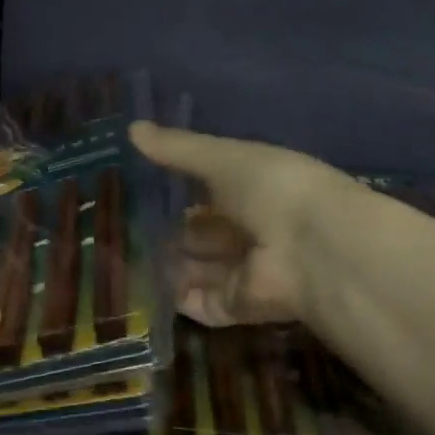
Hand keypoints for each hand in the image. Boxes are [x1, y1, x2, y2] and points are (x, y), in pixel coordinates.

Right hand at [131, 121, 333, 327]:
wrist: (313, 247)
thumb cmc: (272, 189)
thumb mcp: (222, 158)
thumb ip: (178, 149)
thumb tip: (131, 128)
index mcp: (253, 192)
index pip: (211, 194)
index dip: (180, 193)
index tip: (140, 190)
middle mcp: (249, 232)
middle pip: (202, 235)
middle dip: (171, 233)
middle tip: (123, 230)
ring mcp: (244, 272)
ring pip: (197, 270)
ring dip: (167, 266)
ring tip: (122, 259)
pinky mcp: (236, 307)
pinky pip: (200, 304)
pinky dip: (175, 298)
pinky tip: (142, 287)